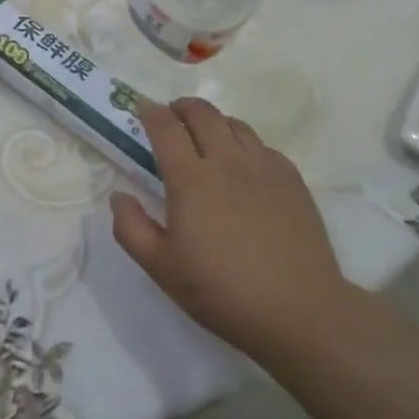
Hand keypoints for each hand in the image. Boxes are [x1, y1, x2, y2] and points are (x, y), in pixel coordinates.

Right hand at [111, 98, 346, 360]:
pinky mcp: (292, 180)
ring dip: (214, 122)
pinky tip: (244, 167)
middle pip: (203, 113)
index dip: (150, 112)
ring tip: (206, 138)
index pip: (165, 128)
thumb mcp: (161, 268)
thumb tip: (119, 195)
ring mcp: (264, 167)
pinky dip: (245, 144)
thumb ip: (131, 227)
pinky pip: (263, 146)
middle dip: (182, 107)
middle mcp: (227, 162)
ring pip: (235, 124)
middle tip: (171, 117)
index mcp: (190, 179)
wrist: (299, 311)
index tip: (141, 109)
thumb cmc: (221, 291)